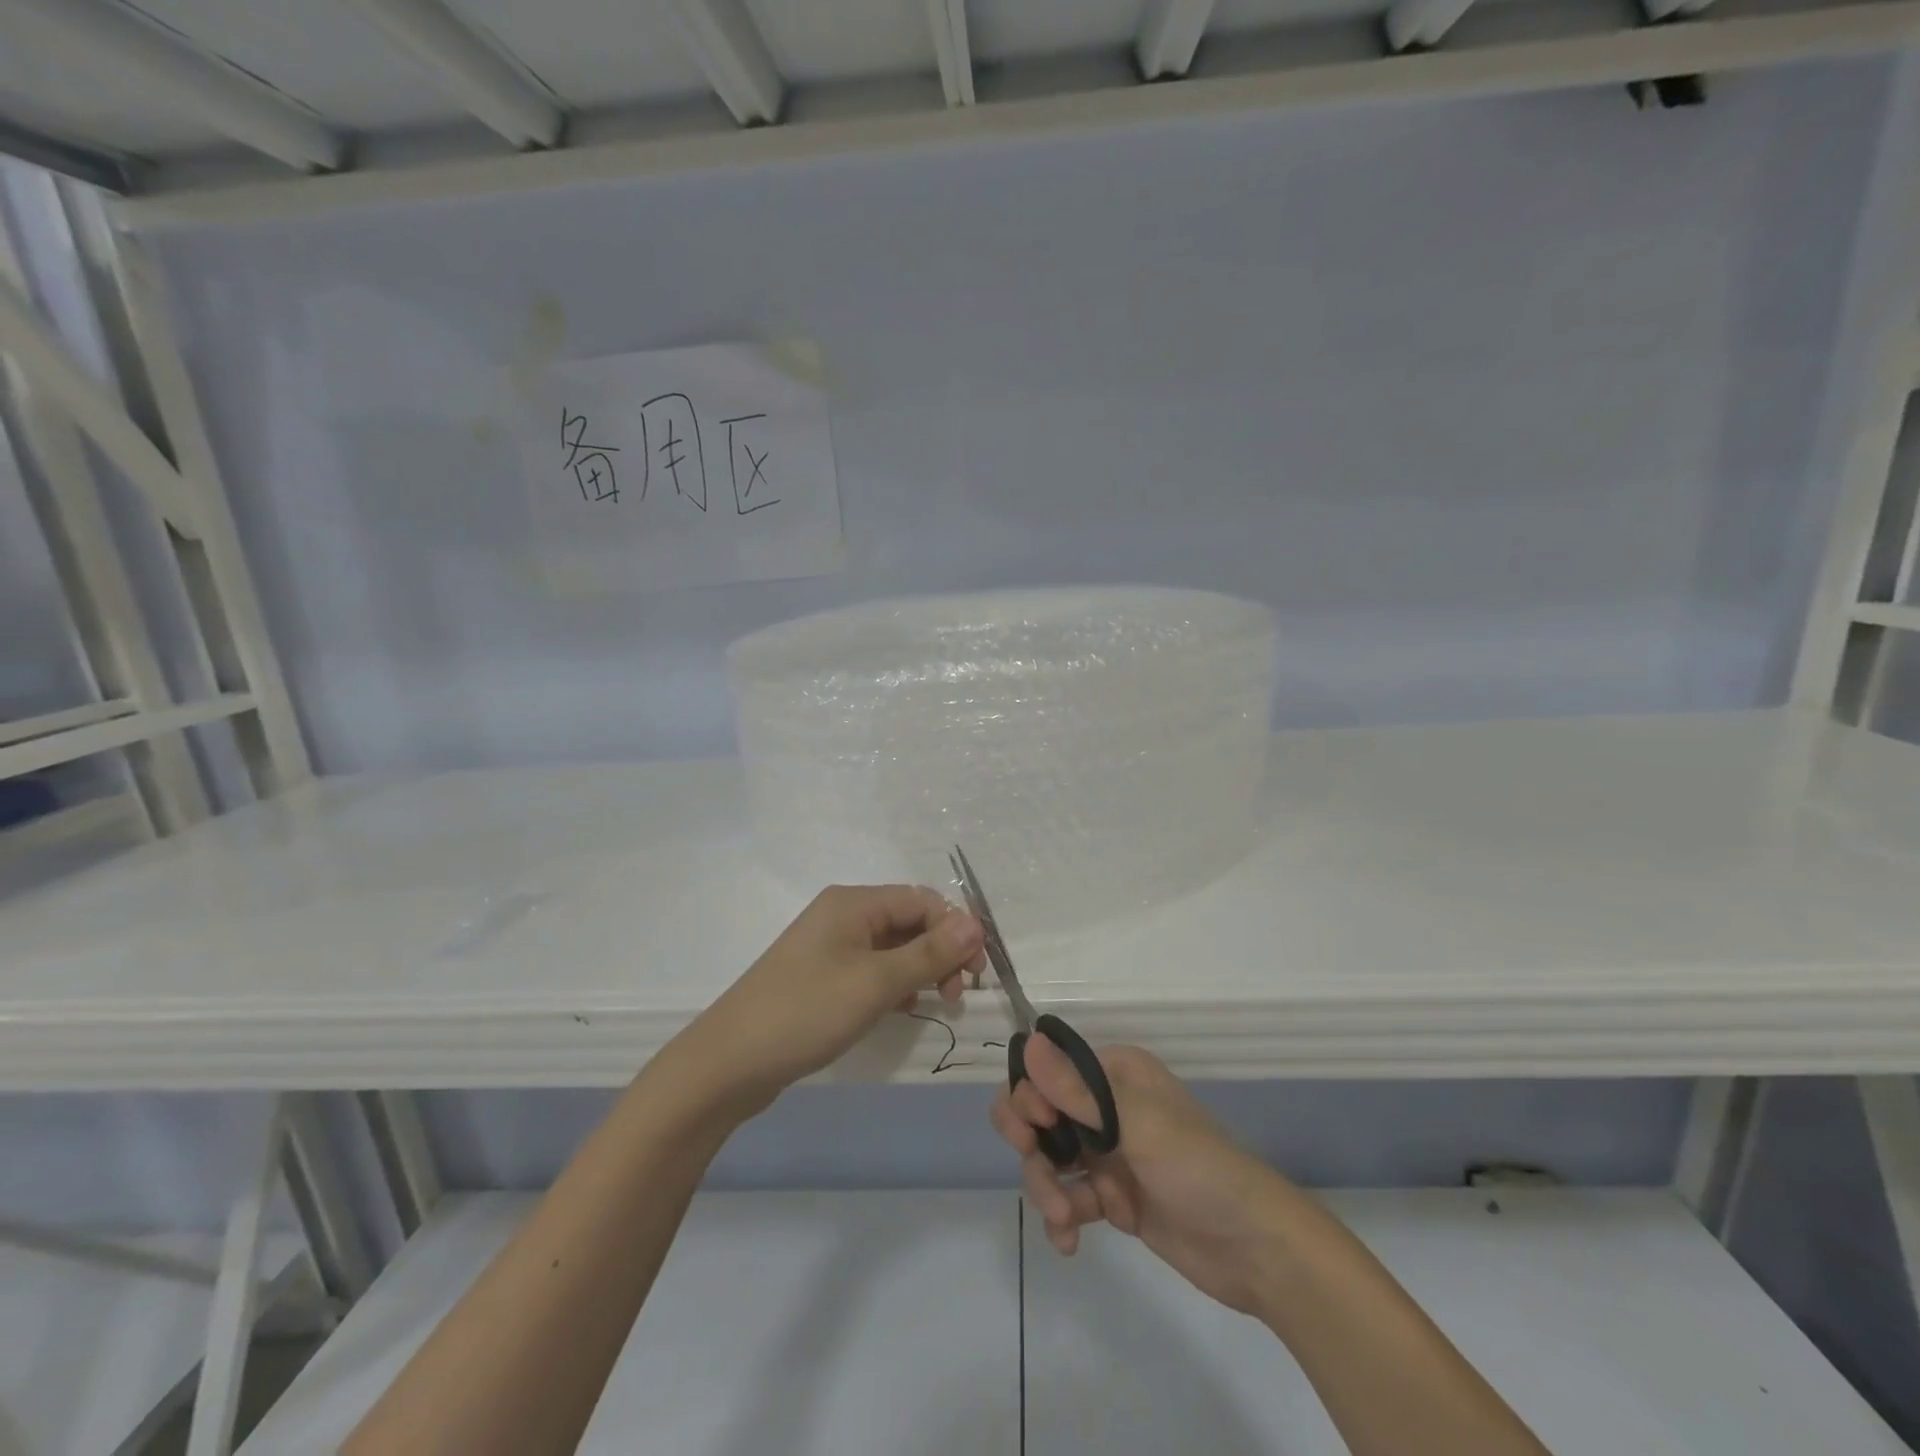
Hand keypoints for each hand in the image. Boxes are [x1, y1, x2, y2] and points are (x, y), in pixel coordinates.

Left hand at [683, 884, 985, 1117]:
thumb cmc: (806, 1012)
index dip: (956, 929)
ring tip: (936, 1004)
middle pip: (909, 921)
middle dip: (941, 951)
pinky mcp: (822, 977)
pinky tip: (902, 1010)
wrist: (728, 1063)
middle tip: (957, 993)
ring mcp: (829, 947)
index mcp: (853, 903)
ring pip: (893, 947)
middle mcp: (842, 915)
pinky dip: (894, 985)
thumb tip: (975, 924)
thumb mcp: (875, 983)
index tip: (976, 973)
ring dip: (920, 969)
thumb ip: (929, 953)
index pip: (922, 900)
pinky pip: (872, 969)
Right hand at [992, 1039, 1294, 1316]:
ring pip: (1049, 1159)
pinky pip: (1068, 1197)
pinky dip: (1062, 1217)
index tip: (1033, 1130)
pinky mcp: (1113, 1196)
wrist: (1255, 1249)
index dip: (1030, 1097)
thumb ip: (1077, 1090)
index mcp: (1114, 1073)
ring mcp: (1109, 1153)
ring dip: (1047, 1188)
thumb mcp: (1137, 1124)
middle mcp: (1107, 1105)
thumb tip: (1028, 1041)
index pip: (1050, 1070)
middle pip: (1041, 1114)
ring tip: (1064, 1219)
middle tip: (1038, 1170)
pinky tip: (1068, 1241)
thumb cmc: (1197, 1168)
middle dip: (1032, 1146)